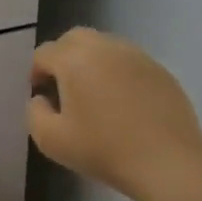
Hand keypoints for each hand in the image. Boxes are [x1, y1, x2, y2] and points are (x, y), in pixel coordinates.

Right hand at [28, 27, 201, 200]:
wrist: (167, 162)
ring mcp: (137, 56)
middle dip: (62, 57)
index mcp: (75, 60)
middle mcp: (105, 48)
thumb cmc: (103, 150)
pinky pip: (129, 61)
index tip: (41, 95)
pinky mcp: (160, 70)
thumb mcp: (50, 140)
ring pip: (104, 46)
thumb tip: (42, 99)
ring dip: (91, 62)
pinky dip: (117, 73)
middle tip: (63, 87)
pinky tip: (122, 103)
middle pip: (74, 38)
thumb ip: (34, 113)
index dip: (36, 72)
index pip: (44, 53)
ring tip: (93, 94)